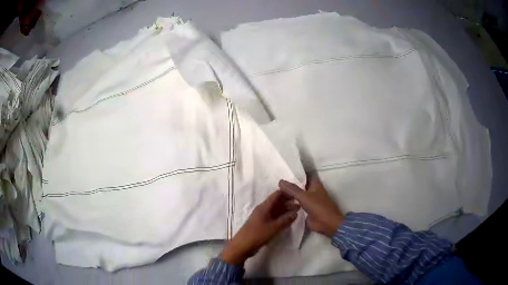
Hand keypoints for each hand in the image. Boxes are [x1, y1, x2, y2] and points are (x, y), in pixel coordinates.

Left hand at [220, 190, 299, 264]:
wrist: (242, 246)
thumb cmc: (257, 235)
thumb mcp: (274, 228)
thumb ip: (285, 220)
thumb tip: (296, 212)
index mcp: (264, 207)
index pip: (276, 195)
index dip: (287, 193)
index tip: (298, 193)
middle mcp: (263, 210)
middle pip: (277, 202)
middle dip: (288, 201)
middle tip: (300, 203)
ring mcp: (262, 217)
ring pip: (276, 210)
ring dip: (285, 209)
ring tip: (297, 210)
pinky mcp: (262, 224)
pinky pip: (273, 217)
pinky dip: (281, 216)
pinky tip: (288, 219)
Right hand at [279, 174, 343, 237]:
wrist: (326, 223)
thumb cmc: (318, 207)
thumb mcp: (304, 196)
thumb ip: (292, 189)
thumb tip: (280, 181)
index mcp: (315, 185)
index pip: (307, 175)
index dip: (298, 172)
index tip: (286, 171)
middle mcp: (313, 191)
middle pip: (301, 186)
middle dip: (291, 184)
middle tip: (277, 182)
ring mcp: (310, 201)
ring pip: (298, 196)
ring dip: (290, 195)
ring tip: (276, 192)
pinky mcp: (307, 211)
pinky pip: (297, 205)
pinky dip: (291, 204)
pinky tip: (280, 204)